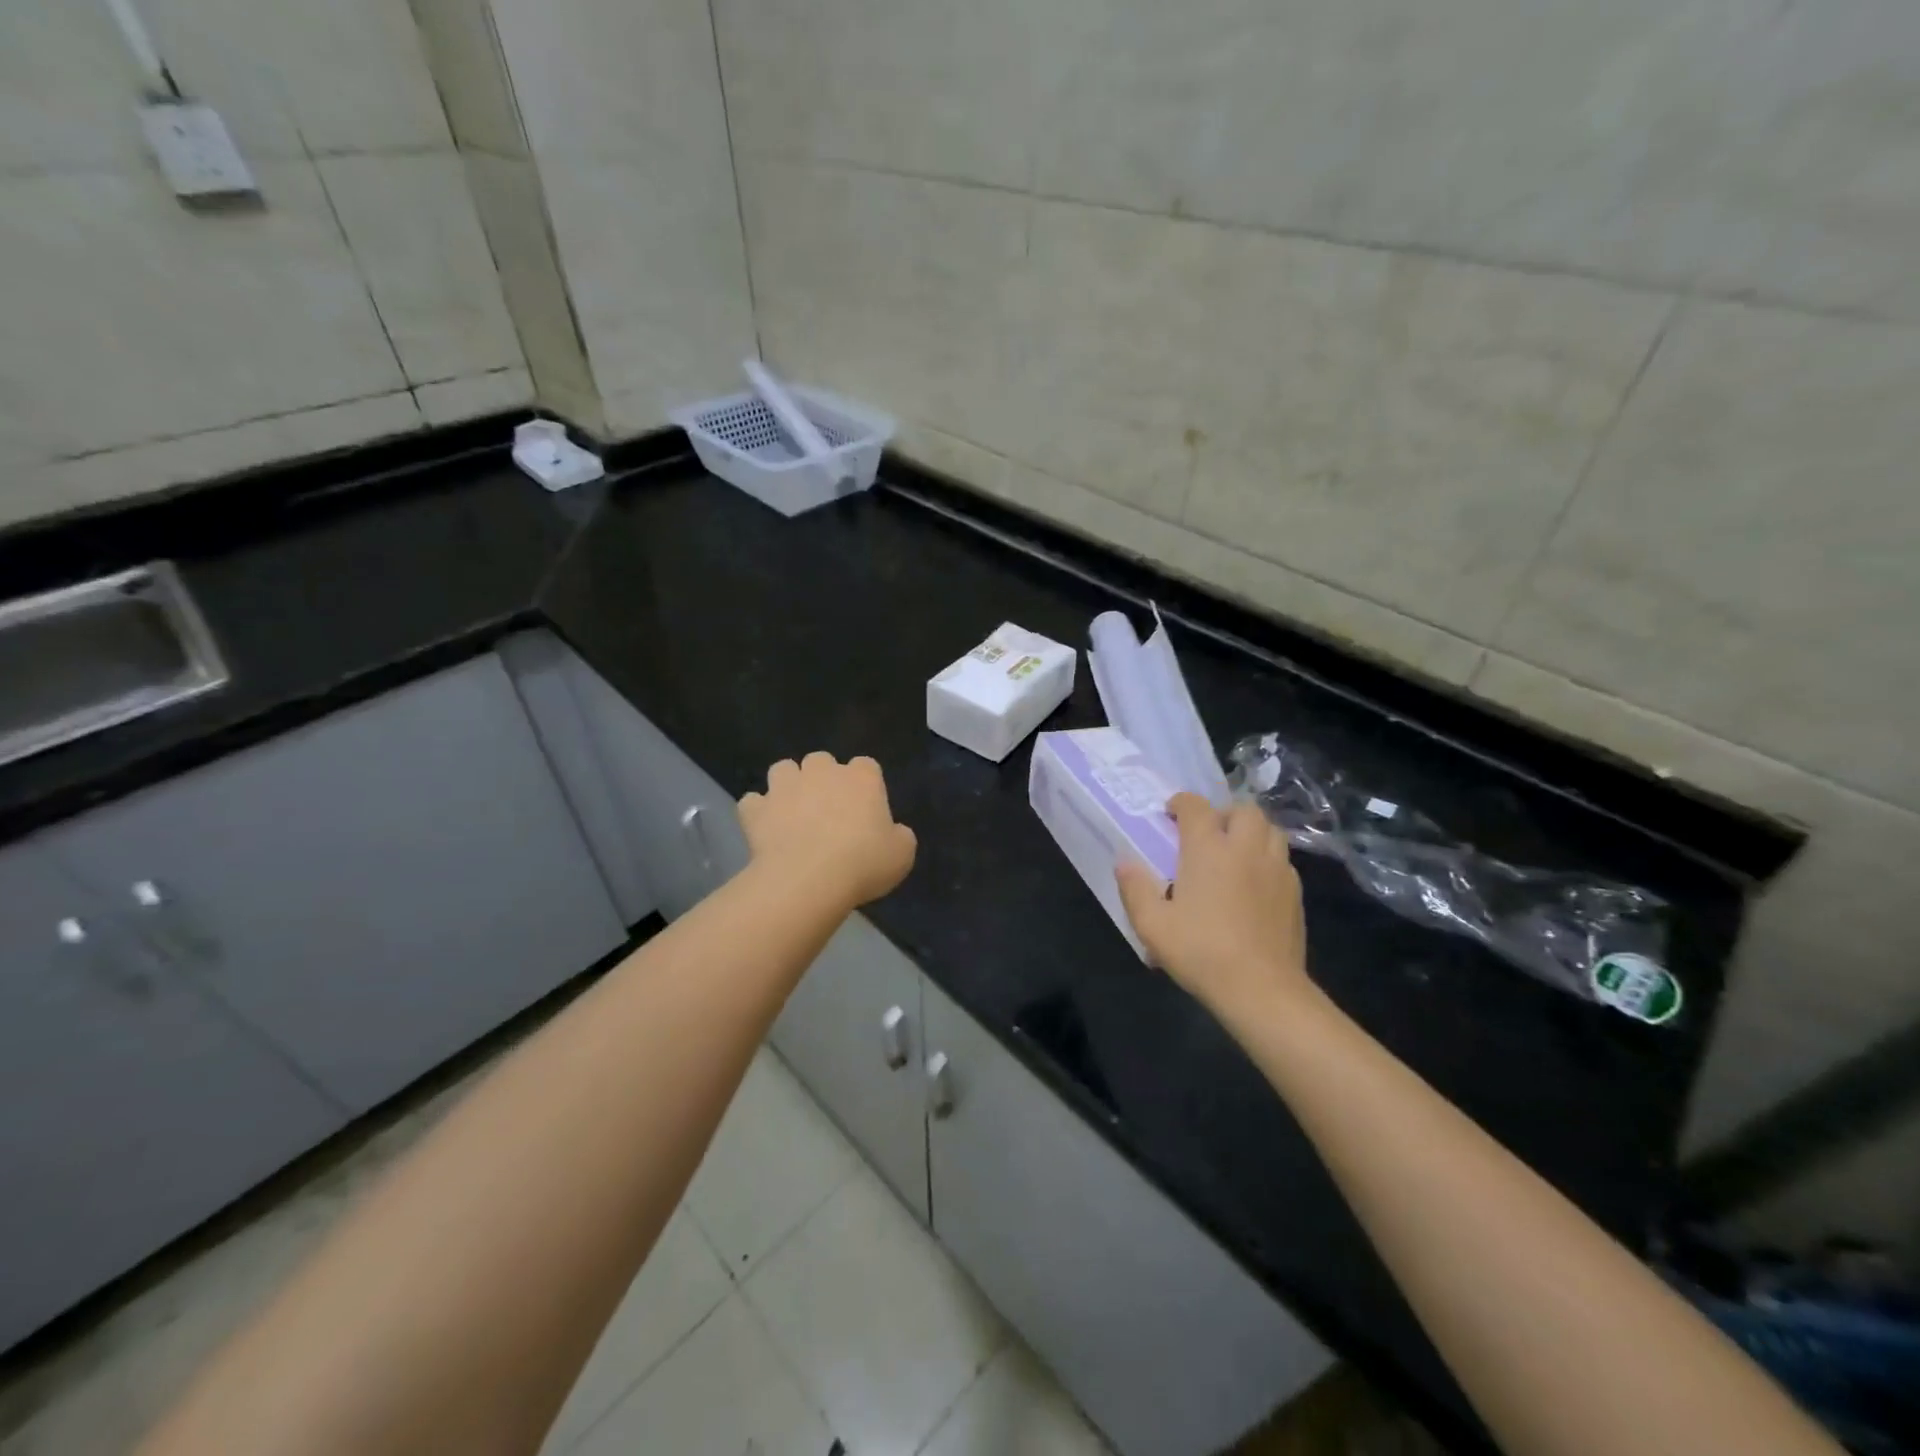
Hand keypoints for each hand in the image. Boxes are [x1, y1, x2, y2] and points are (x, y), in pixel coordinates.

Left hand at [739, 752, 916, 910]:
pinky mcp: (757, 809)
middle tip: (827, 810)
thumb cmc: (863, 863)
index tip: (865, 808)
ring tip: (792, 811)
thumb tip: (892, 832)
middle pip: (822, 760)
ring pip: (783, 769)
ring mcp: (785, 787)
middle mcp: (822, 772)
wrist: (808, 880)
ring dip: (788, 785)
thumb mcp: (902, 854)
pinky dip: (759, 812)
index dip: (865, 784)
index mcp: (862, 778)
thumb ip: (899, 836)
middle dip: (822, 778)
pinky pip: (754, 802)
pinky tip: (765, 830)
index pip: (866, 766)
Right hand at [1117, 794, 1311, 1023]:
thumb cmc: (1201, 951)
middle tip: (1207, 834)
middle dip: (1223, 813)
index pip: (1196, 807)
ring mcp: (1276, 869)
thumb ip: (1135, 888)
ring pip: (1270, 830)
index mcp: (1208, 849)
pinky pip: (1282, 860)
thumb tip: (1124, 862)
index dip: (1181, 803)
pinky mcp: (1295, 893)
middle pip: (1243, 810)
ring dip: (1250, 832)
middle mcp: (1245, 849)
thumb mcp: (1152, 925)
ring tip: (1233, 852)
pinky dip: (1267, 859)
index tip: (1170, 814)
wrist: (1262, 988)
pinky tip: (1253, 883)